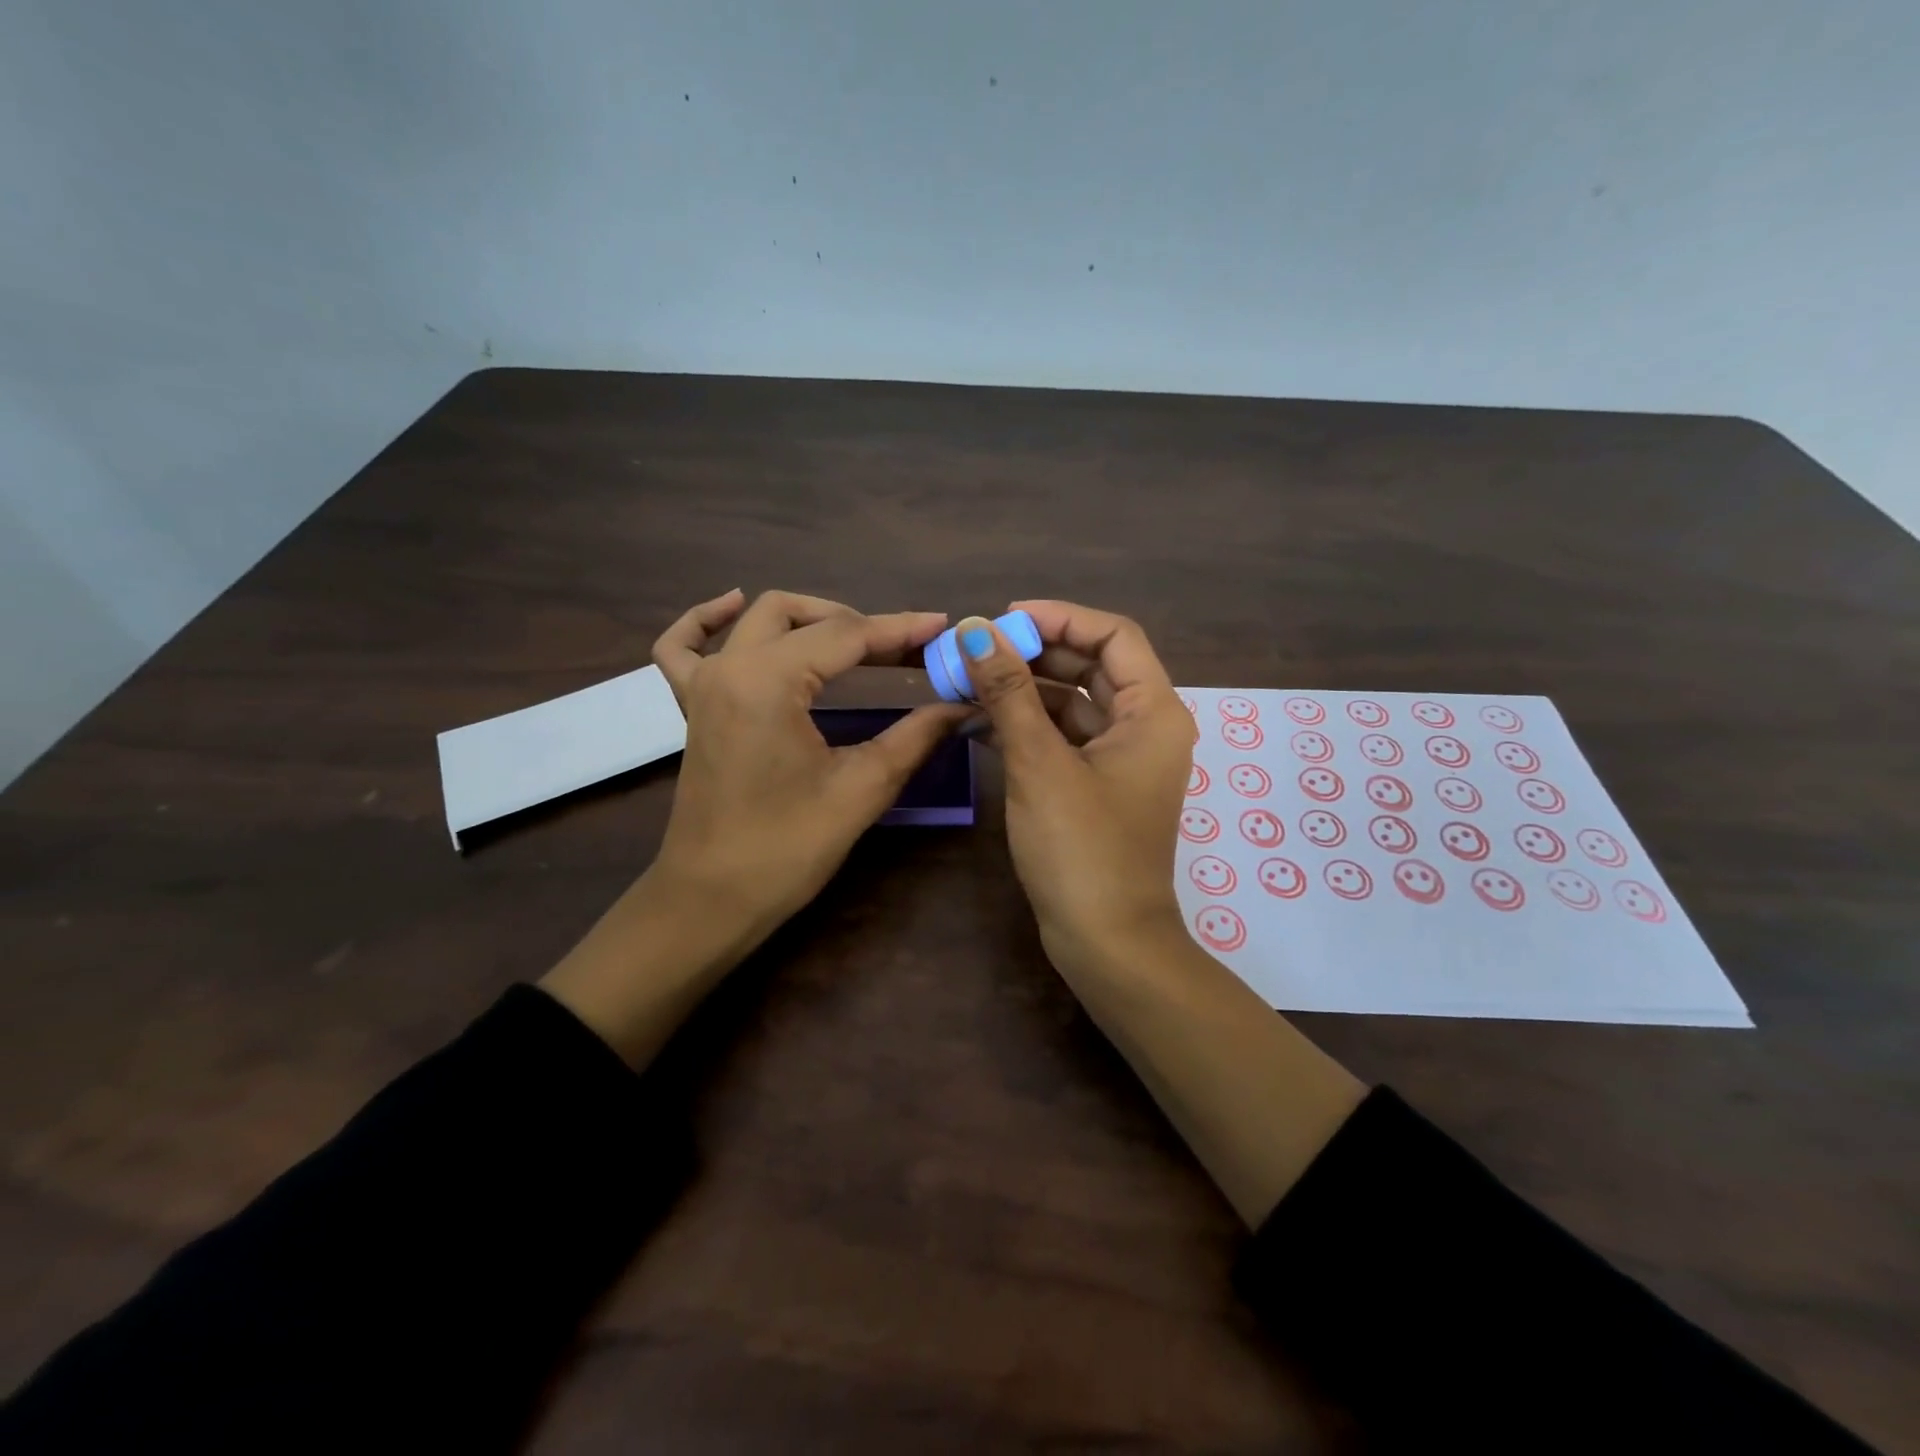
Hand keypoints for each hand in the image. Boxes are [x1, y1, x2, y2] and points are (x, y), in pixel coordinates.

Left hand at [541, 589, 966, 1066]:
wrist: (711, 900)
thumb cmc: (786, 849)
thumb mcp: (861, 790)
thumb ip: (915, 736)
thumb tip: (962, 704)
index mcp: (768, 682)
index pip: (846, 636)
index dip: (901, 630)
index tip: (944, 628)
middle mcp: (730, 667)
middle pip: (803, 617)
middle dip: (861, 624)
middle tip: (908, 650)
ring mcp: (704, 684)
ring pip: (756, 620)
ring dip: (808, 617)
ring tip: (854, 636)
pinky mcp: (692, 708)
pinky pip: (684, 646)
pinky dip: (705, 620)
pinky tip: (731, 605)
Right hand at [956, 602, 1192, 972]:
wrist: (1107, 942)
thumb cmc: (1082, 849)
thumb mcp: (1040, 764)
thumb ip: (1009, 692)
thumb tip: (975, 630)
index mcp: (1152, 712)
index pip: (1113, 635)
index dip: (1061, 618)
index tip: (1004, 621)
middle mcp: (1144, 727)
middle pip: (1091, 666)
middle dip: (1035, 653)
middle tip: (977, 650)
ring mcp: (1121, 759)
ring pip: (1072, 703)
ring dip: (1024, 689)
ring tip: (968, 681)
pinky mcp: (1096, 786)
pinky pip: (1063, 738)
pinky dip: (1027, 725)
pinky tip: (980, 721)